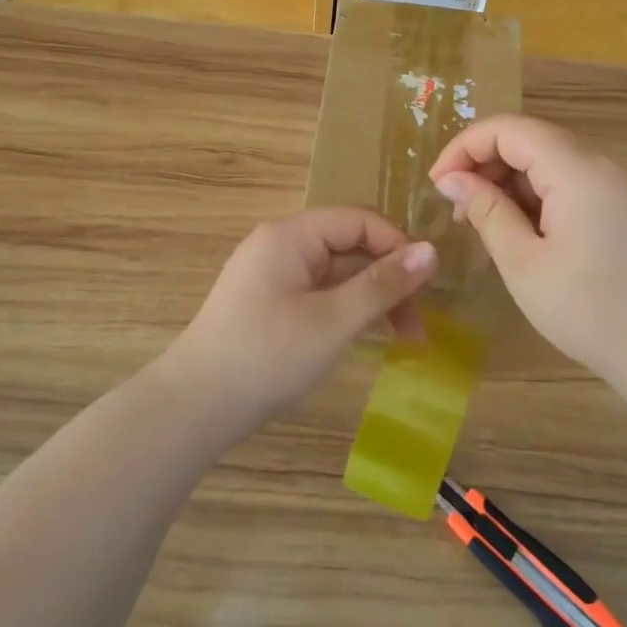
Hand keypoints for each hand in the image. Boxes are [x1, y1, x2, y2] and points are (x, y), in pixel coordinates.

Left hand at [164, 207, 437, 431]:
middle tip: (419, 326)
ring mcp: (272, 275)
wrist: (195, 406)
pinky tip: (366, 337)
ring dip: (371, 299)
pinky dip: (347, 310)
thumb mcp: (334, 321)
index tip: (428, 285)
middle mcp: (280, 245)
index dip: (398, 245)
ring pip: (336, 274)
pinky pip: (319, 294)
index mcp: (291, 236)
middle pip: (349, 247)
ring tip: (404, 338)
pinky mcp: (269, 304)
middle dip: (389, 280)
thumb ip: (383, 284)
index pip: (358, 220)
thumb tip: (431, 251)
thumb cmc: (268, 356)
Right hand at [429, 115, 626, 393]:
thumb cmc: (590, 310)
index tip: (437, 185)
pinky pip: (567, 184)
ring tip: (481, 223)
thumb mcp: (523, 263)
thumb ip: (486, 212)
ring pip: (547, 162)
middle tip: (456, 209)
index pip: (509, 129)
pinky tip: (518, 232)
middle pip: (529, 140)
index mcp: (575, 171)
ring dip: (507, 182)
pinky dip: (533, 197)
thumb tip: (451, 179)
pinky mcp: (620, 209)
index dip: (465, 146)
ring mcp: (614, 187)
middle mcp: (598, 166)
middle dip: (484, 163)